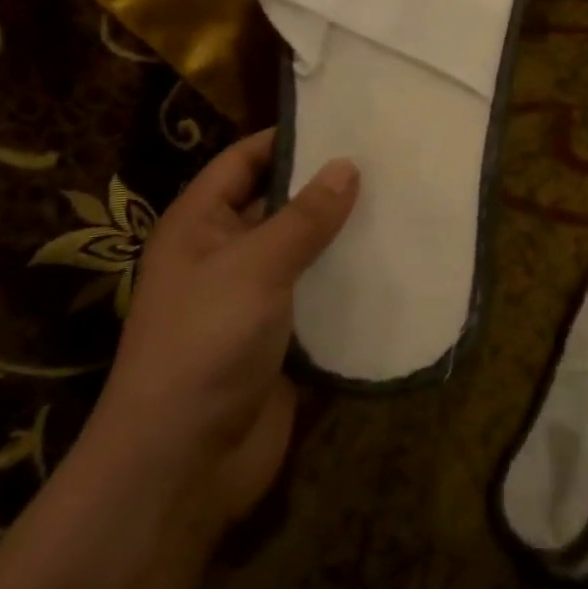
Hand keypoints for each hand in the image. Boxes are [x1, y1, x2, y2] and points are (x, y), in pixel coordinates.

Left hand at [83, 129, 358, 531]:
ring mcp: (255, 301)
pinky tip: (395, 267)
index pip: (243, 161)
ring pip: (306, 254)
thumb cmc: (206, 344)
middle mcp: (225, 255)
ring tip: (403, 206)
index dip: (287, 139)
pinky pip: (321, 300)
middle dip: (327, 188)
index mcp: (200, 226)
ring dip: (345, 237)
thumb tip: (347, 165)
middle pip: (279, 206)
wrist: (184, 465)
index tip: (344, 123)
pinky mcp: (283, 340)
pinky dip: (351, 285)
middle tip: (389, 163)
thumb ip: (304, 217)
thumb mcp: (255, 268)